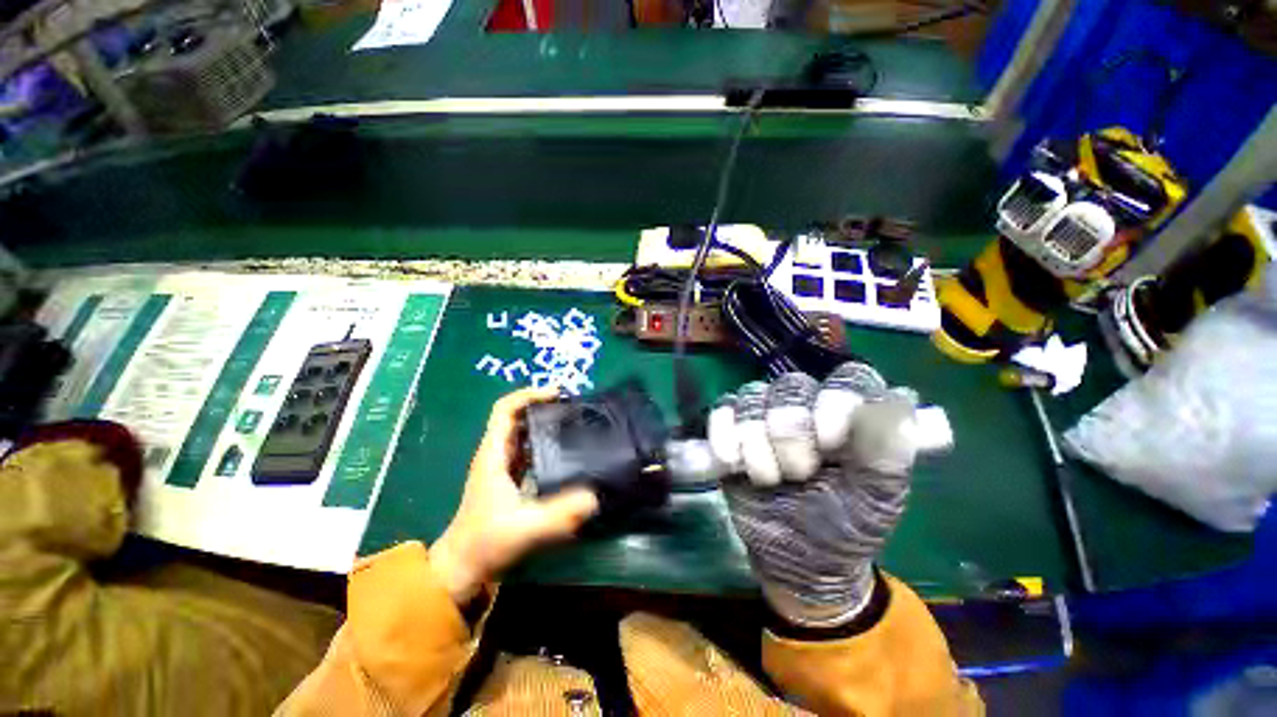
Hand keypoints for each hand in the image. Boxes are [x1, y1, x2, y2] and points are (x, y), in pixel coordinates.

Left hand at [431, 388, 599, 604]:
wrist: (463, 568)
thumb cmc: (486, 543)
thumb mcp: (525, 528)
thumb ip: (559, 515)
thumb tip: (594, 498)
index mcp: (493, 455)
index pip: (505, 409)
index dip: (529, 395)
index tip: (557, 394)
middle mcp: (497, 454)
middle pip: (517, 417)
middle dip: (543, 406)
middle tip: (574, 408)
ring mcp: (503, 466)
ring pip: (524, 433)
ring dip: (546, 424)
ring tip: (576, 424)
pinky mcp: (511, 478)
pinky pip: (530, 450)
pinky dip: (547, 443)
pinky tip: (568, 451)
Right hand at [709, 363, 920, 627]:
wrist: (795, 559)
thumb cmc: (845, 526)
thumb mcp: (875, 497)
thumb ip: (888, 449)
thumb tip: (900, 398)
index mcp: (852, 415)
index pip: (848, 378)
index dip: (835, 401)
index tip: (830, 443)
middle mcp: (809, 405)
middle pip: (790, 386)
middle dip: (790, 435)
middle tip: (799, 475)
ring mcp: (766, 413)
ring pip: (752, 397)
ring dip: (756, 443)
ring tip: (767, 479)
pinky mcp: (733, 427)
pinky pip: (722, 411)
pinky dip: (723, 435)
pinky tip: (731, 462)